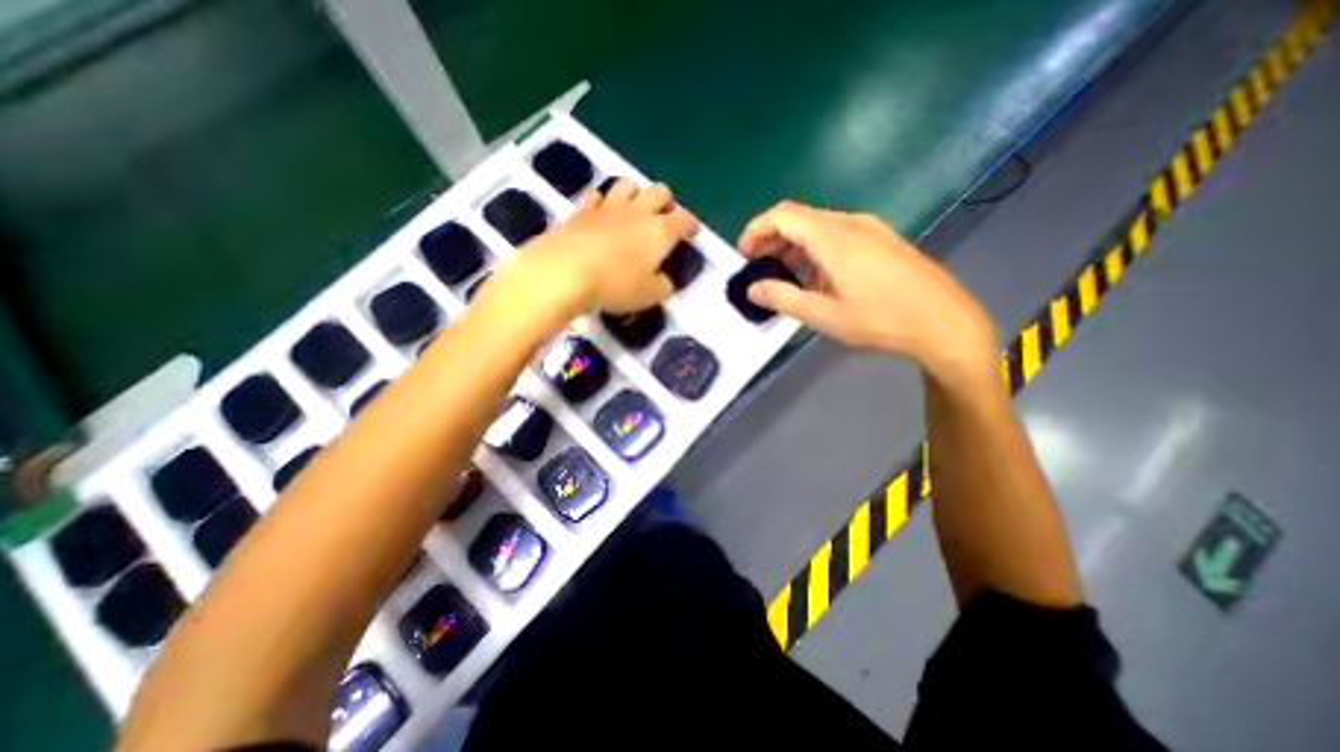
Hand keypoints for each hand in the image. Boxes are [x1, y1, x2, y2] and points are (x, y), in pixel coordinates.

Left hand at [501, 179, 701, 316]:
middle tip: (662, 218)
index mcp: (660, 231)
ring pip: (627, 185)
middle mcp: (637, 212)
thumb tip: (664, 282)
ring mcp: (607, 207)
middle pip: (659, 192)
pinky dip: (601, 203)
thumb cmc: (615, 285)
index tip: (692, 232)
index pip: (683, 221)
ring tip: (632, 210)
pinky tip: (600, 214)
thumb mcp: (649, 296)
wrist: (565, 272)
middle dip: (665, 202)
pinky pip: (595, 197)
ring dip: (634, 194)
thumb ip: (662, 287)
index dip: (690, 225)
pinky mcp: (580, 211)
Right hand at [739, 201, 997, 387]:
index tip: (744, 255)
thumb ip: (784, 299)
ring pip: (818, 225)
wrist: (945, 322)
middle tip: (759, 267)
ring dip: (794, 245)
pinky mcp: (882, 240)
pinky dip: (816, 249)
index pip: (783, 215)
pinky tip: (818, 278)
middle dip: (772, 238)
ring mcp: (870, 229)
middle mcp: (851, 224)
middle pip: (799, 217)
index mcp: (834, 239)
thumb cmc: (882, 321)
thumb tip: (753, 289)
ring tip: (784, 276)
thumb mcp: (825, 316)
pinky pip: (838, 234)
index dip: (757, 229)